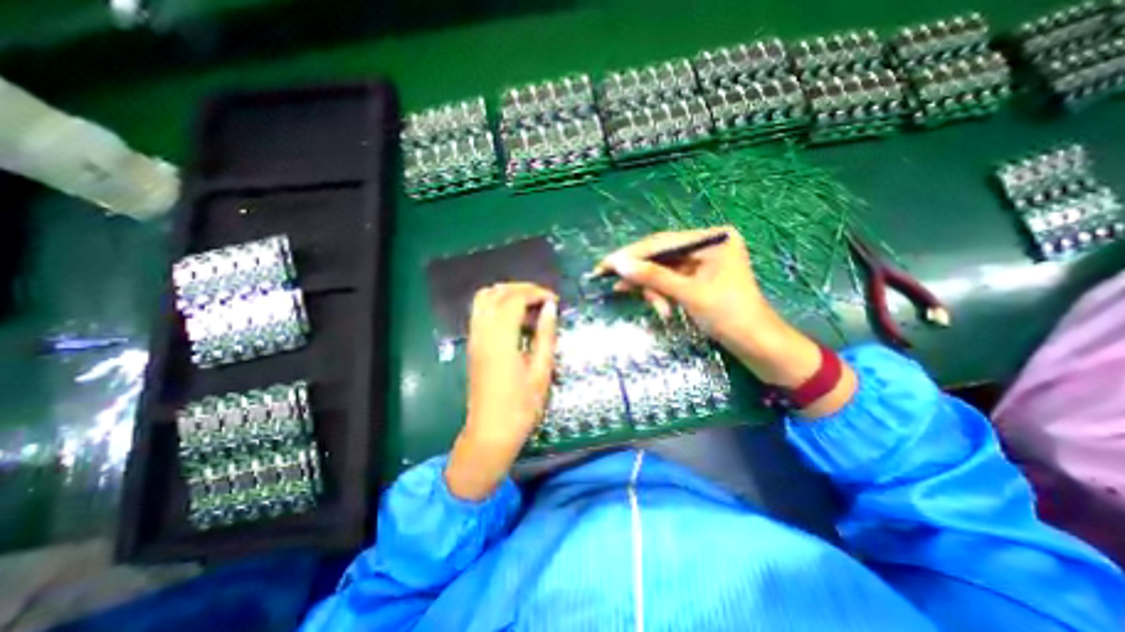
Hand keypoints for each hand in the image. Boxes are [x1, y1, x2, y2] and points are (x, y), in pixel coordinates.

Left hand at [444, 281, 557, 499]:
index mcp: (500, 339)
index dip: (536, 293)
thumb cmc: (521, 407)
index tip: (554, 300)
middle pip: (496, 292)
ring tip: (530, 305)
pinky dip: (498, 305)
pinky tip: (515, 319)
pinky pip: (481, 312)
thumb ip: (545, 335)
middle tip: (543, 299)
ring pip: (484, 299)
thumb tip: (550, 308)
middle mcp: (482, 333)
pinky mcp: (473, 345)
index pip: (514, 298)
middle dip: (521, 288)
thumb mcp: (541, 371)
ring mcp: (474, 338)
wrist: (490, 434)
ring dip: (507, 294)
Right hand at [601, 225, 779, 351]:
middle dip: (641, 274)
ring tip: (658, 309)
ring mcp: (701, 263)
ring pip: (662, 270)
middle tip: (612, 283)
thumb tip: (619, 264)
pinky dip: (662, 294)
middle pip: (661, 255)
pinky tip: (659, 307)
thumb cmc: (730, 315)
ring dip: (654, 289)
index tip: (606, 264)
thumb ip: (654, 277)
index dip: (632, 254)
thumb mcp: (689, 294)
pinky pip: (670, 281)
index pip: (662, 242)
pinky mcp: (697, 278)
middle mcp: (706, 245)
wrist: (756, 345)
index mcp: (713, 239)